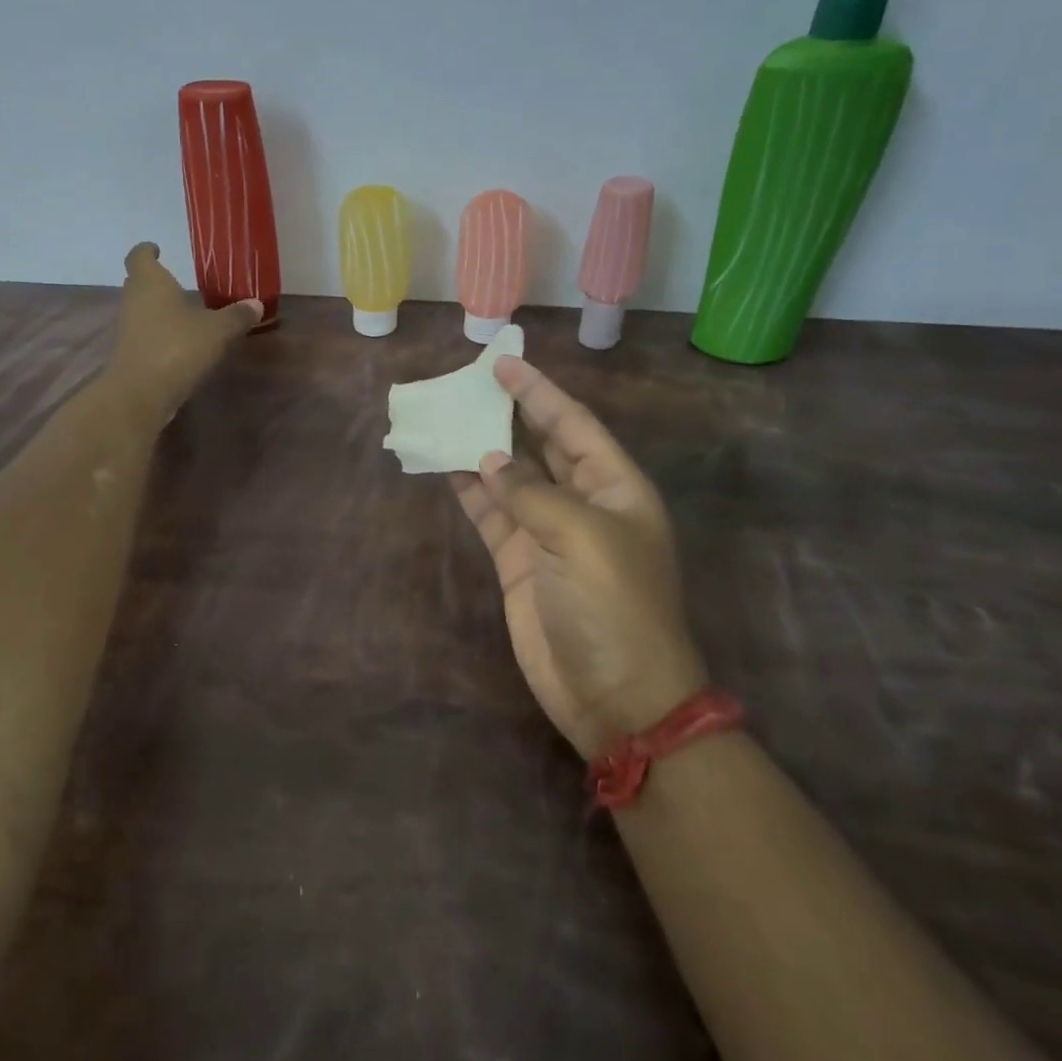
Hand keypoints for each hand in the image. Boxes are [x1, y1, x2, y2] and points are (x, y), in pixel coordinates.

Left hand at [106, 242, 261, 420]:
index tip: (158, 249)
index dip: (147, 250)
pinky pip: (146, 335)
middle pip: (139, 283)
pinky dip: (161, 334)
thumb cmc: (177, 347)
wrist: (141, 394)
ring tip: (188, 314)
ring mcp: (128, 329)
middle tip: (181, 283)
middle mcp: (133, 301)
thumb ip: (236, 316)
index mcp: (150, 282)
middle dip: (158, 282)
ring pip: (143, 310)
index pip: (139, 256)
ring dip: (161, 310)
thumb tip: (256, 304)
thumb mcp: (217, 331)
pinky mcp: (131, 355)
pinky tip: (183, 343)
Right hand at [450, 357, 706, 758]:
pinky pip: (492, 515)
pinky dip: (471, 491)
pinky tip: (446, 467)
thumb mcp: (579, 537)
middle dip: (509, 414)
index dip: (538, 393)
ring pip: (510, 479)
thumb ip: (529, 492)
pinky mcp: (520, 563)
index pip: (572, 425)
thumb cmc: (613, 606)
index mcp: (615, 488)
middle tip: (468, 384)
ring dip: (481, 450)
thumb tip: (488, 461)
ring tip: (446, 419)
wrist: (615, 695)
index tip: (502, 364)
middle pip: (541, 446)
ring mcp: (548, 534)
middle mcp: (583, 504)